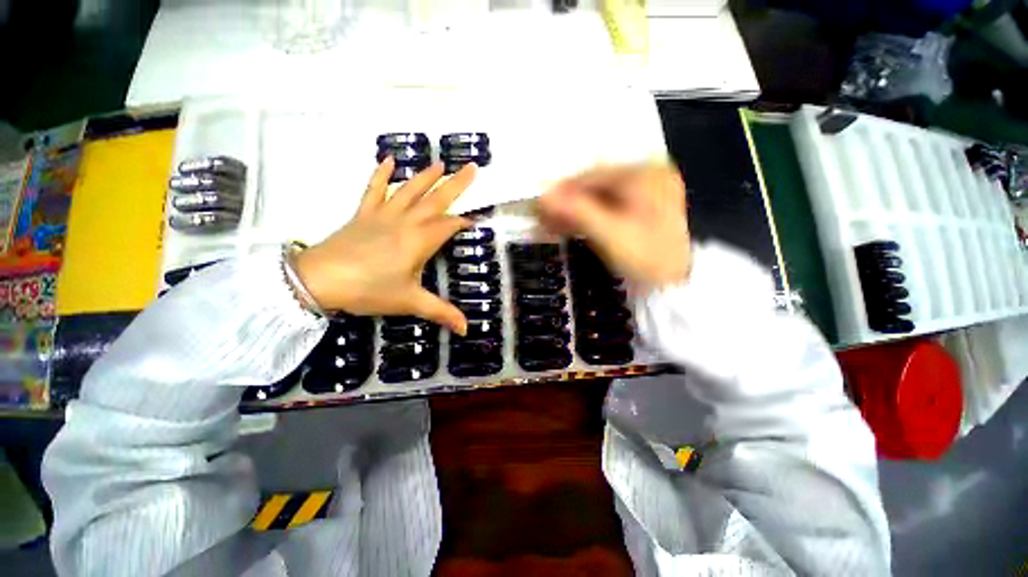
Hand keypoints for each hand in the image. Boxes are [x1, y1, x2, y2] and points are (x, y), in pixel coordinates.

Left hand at [292, 158, 474, 334]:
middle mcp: (405, 221)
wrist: (319, 280)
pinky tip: (388, 159)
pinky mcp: (363, 214)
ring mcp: (383, 215)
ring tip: (441, 162)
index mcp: (420, 240)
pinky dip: (380, 174)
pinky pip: (373, 189)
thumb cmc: (369, 290)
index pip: (449, 225)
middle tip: (472, 167)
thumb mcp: (409, 302)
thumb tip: (466, 329)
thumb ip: (441, 312)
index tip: (476, 221)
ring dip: (426, 175)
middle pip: (436, 199)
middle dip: (456, 184)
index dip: (465, 222)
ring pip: (409, 189)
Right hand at [539, 163, 691, 289]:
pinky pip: (608, 210)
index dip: (562, 191)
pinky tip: (571, 227)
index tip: (539, 205)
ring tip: (552, 225)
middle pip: (595, 187)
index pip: (592, 176)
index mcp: (644, 174)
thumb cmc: (646, 256)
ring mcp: (646, 194)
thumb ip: (575, 211)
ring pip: (600, 199)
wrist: (675, 285)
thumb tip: (542, 197)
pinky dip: (589, 218)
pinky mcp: (642, 212)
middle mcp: (646, 177)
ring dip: (575, 212)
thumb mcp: (609, 233)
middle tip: (543, 218)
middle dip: (567, 203)